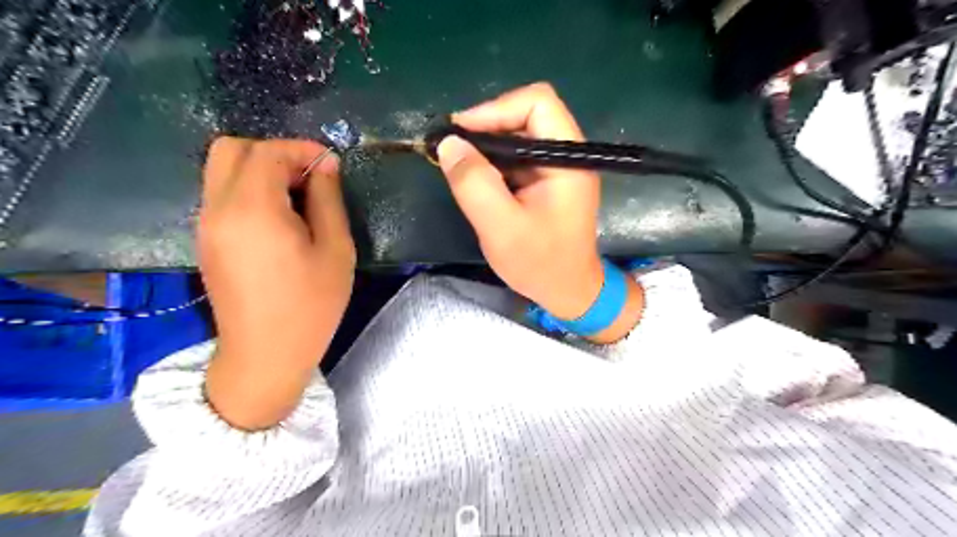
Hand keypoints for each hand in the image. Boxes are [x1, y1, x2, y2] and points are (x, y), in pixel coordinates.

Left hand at [197, 138, 354, 432]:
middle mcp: (219, 209)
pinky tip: (279, 217)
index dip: (301, 149)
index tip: (331, 164)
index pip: (267, 152)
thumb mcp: (335, 251)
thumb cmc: (311, 305)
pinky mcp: (206, 240)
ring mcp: (206, 225)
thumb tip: (325, 165)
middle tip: (309, 178)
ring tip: (298, 198)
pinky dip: (249, 189)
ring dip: (261, 169)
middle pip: (232, 149)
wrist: (266, 355)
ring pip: (222, 169)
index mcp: (253, 210)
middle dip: (274, 152)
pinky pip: (221, 194)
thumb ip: (328, 200)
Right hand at [438, 84, 642, 344]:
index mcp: (568, 159)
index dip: (496, 109)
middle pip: (526, 114)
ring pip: (519, 135)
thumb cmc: (540, 264)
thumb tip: (448, 144)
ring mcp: (558, 167)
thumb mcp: (501, 227)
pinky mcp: (546, 181)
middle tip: (454, 150)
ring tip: (459, 165)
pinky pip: (518, 157)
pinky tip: (476, 178)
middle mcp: (567, 155)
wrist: (567, 291)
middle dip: (487, 127)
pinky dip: (494, 162)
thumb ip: (475, 184)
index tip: (461, 133)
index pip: (537, 103)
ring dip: (487, 146)